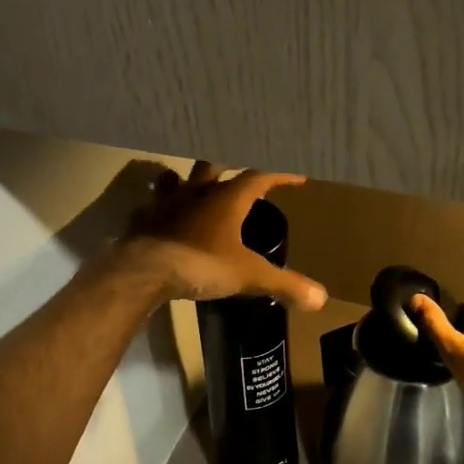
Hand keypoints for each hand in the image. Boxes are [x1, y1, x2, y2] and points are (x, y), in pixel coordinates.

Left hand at [118, 162, 327, 310]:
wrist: (143, 271)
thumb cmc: (201, 264)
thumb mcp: (249, 276)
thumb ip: (284, 284)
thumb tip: (321, 298)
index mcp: (227, 198)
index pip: (260, 175)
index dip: (280, 174)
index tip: (297, 176)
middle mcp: (196, 191)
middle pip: (214, 166)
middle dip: (229, 165)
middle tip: (239, 170)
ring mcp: (165, 203)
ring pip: (177, 180)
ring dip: (187, 180)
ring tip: (193, 185)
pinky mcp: (142, 220)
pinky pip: (150, 206)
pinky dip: (158, 207)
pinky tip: (160, 216)